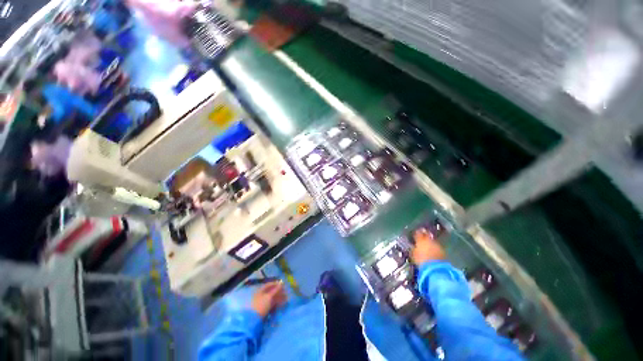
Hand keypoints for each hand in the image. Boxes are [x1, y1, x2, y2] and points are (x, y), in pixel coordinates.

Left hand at [251, 281, 287, 317]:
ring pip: (272, 298)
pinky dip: (276, 303)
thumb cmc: (261, 305)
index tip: (283, 285)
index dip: (276, 284)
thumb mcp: (269, 296)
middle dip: (279, 292)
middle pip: (271, 292)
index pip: (269, 285)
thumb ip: (275, 290)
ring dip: (279, 298)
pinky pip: (271, 304)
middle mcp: (261, 295)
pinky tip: (281, 304)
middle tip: (285, 292)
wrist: (253, 320)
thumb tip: (281, 283)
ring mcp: (262, 302)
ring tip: (285, 299)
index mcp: (260, 290)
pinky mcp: (264, 309)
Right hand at [411, 228, 445, 264]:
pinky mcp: (443, 251)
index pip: (418, 233)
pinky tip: (433, 251)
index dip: (416, 233)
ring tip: (428, 245)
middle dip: (424, 235)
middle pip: (427, 235)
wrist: (436, 269)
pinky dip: (435, 248)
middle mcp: (429, 240)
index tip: (415, 234)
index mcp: (420, 239)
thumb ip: (413, 249)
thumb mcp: (414, 255)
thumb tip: (413, 246)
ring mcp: (437, 245)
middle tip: (422, 237)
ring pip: (432, 241)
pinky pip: (437, 246)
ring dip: (430, 242)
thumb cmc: (421, 261)